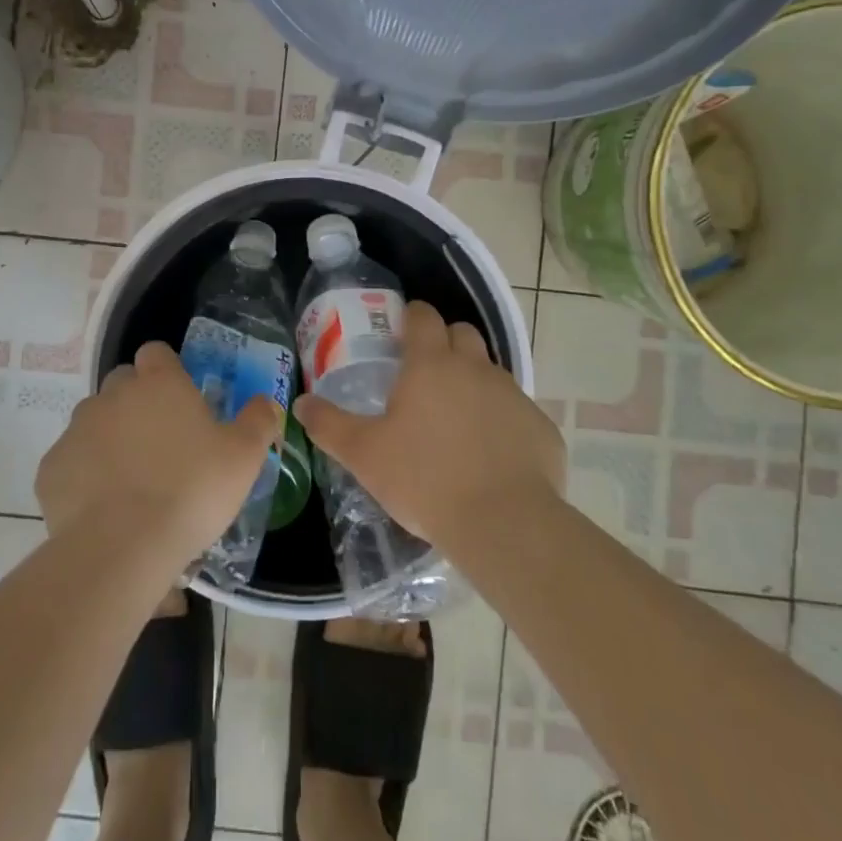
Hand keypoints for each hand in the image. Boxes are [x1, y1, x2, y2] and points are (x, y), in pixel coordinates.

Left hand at [36, 341, 276, 567]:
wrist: (123, 547)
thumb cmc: (192, 491)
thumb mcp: (244, 457)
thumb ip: (258, 421)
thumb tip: (267, 402)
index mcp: (159, 384)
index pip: (156, 353)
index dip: (166, 370)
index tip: (180, 399)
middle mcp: (113, 394)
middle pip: (122, 383)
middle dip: (137, 402)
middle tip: (160, 443)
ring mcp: (77, 429)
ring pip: (94, 421)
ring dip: (110, 438)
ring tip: (130, 480)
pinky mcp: (51, 467)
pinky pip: (70, 461)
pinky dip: (84, 475)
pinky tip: (102, 506)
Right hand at [294, 301, 564, 550]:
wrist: (505, 524)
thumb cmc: (425, 479)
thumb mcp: (364, 455)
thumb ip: (329, 425)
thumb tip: (300, 403)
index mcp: (431, 365)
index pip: (424, 316)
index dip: (412, 316)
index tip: (401, 330)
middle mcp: (476, 368)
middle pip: (462, 334)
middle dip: (445, 342)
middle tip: (426, 375)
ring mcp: (513, 396)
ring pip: (491, 372)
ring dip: (473, 383)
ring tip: (456, 421)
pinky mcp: (540, 427)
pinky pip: (517, 412)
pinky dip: (502, 422)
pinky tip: (491, 456)